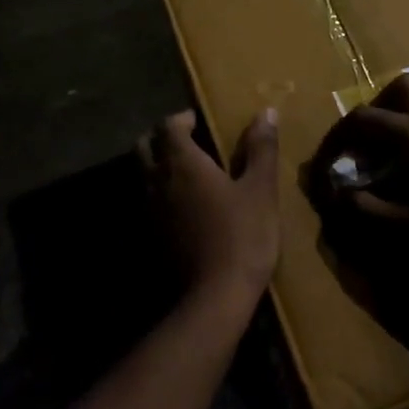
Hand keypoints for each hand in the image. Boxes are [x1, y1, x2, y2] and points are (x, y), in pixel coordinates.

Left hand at [137, 108, 280, 301]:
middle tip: (188, 140)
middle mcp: (157, 180)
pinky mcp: (150, 235)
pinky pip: (147, 200)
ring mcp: (149, 209)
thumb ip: (261, 149)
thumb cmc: (242, 235)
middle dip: (162, 137)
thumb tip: (265, 112)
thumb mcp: (260, 189)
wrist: (215, 297)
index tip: (201, 120)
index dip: (183, 118)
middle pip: (144, 146)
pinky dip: (159, 191)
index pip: (169, 125)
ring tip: (188, 171)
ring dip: (158, 164)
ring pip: (142, 173)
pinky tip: (184, 204)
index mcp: (182, 162)